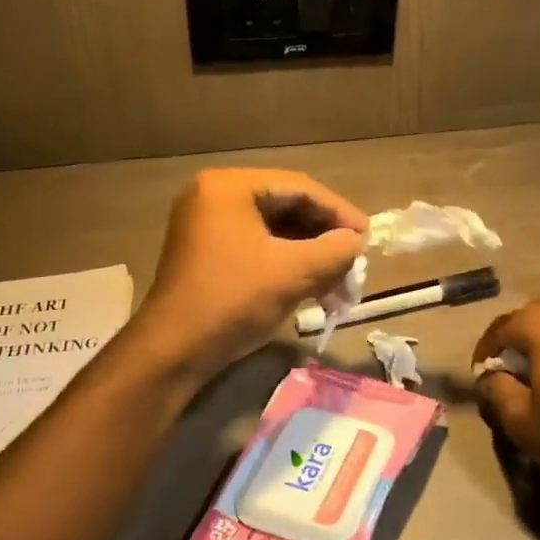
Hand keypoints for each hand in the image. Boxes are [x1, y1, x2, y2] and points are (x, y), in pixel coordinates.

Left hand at [133, 169, 367, 378]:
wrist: (172, 352)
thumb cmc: (232, 300)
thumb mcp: (293, 272)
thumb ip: (335, 250)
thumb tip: (355, 243)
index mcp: (229, 187)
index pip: (299, 187)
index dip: (338, 212)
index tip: (367, 237)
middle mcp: (214, 197)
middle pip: (287, 207)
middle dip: (324, 239)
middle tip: (354, 262)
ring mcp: (207, 226)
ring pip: (275, 232)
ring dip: (310, 257)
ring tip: (339, 286)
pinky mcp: (207, 254)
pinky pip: (258, 248)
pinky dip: (288, 266)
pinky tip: (313, 291)